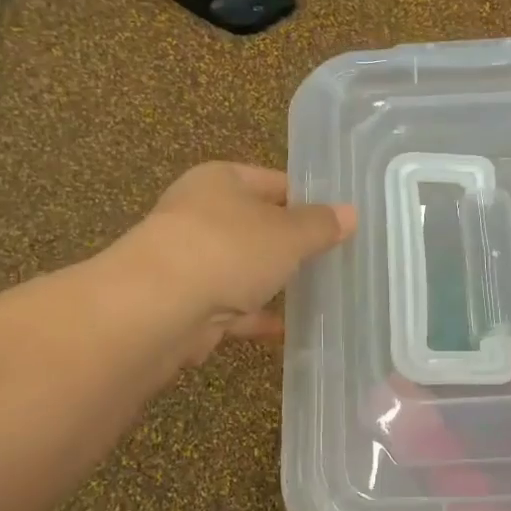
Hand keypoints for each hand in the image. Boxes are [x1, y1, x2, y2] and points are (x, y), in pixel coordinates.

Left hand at [119, 163, 355, 362]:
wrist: (159, 308)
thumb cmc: (228, 250)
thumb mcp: (287, 233)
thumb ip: (320, 225)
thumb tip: (351, 213)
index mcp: (220, 182)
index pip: (273, 182)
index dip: (307, 198)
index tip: (340, 220)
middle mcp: (201, 216)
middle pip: (257, 227)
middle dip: (292, 245)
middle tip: (337, 258)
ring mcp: (192, 262)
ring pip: (244, 269)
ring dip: (275, 283)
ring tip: (321, 293)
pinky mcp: (189, 305)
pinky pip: (234, 308)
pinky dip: (258, 317)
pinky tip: (291, 329)